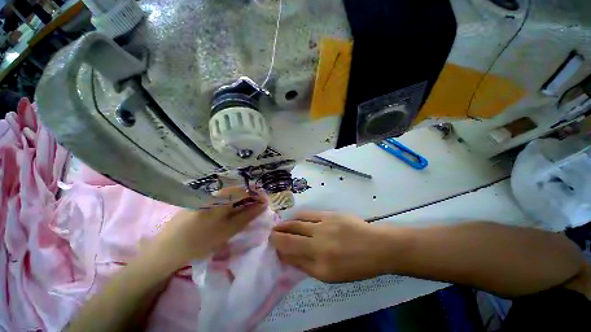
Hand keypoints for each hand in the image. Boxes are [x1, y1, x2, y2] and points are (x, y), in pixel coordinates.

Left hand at [151, 188, 267, 267]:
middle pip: (238, 190)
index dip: (256, 194)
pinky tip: (232, 211)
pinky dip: (231, 203)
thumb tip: (262, 204)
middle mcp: (213, 193)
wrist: (168, 249)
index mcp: (219, 199)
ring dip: (241, 200)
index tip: (264, 201)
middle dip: (250, 197)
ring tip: (247, 210)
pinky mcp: (201, 201)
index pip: (244, 189)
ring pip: (230, 194)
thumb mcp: (228, 230)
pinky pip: (222, 198)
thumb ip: (247, 215)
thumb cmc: (200, 242)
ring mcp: (206, 196)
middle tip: (257, 207)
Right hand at [270, 211, 399, 282]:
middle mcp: (319, 243)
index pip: (289, 251)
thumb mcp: (329, 276)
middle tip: (271, 233)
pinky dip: (298, 216)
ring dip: (285, 224)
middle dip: (277, 234)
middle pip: (290, 235)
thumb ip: (305, 265)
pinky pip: (308, 214)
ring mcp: (324, 226)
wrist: (376, 247)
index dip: (277, 246)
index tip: (272, 243)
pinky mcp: (330, 214)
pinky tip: (294, 218)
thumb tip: (287, 255)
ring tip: (280, 225)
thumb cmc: (355, 266)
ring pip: (297, 222)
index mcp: (320, 263)